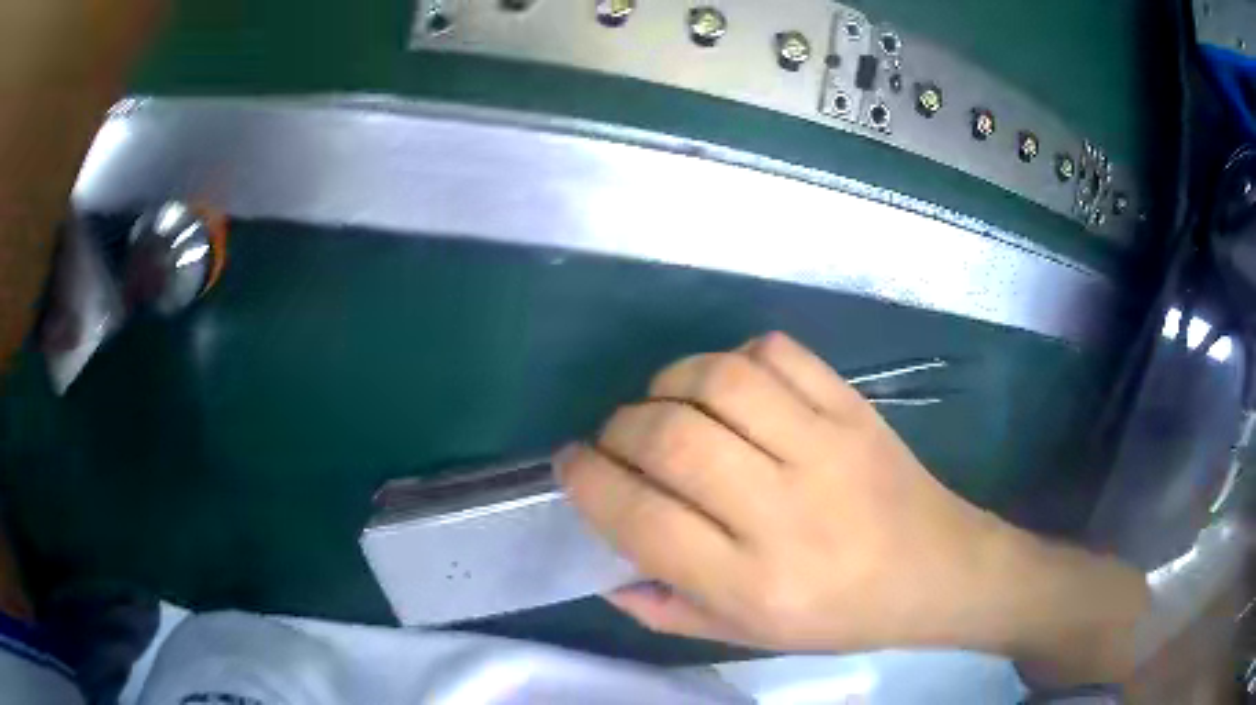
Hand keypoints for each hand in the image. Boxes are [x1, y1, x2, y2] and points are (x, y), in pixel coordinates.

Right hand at [557, 333, 1147, 683]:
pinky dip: (734, 358)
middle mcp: (784, 512)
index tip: (569, 464)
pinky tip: (730, 388)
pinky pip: (777, 353)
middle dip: (618, 430)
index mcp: (753, 583)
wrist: (939, 570)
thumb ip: (670, 609)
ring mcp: (825, 448)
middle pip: (672, 439)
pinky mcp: (854, 408)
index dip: (587, 480)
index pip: (640, 518)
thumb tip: (606, 571)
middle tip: (616, 439)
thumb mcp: (751, 637)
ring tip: (665, 405)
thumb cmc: (842, 616)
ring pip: (718, 383)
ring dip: (669, 384)